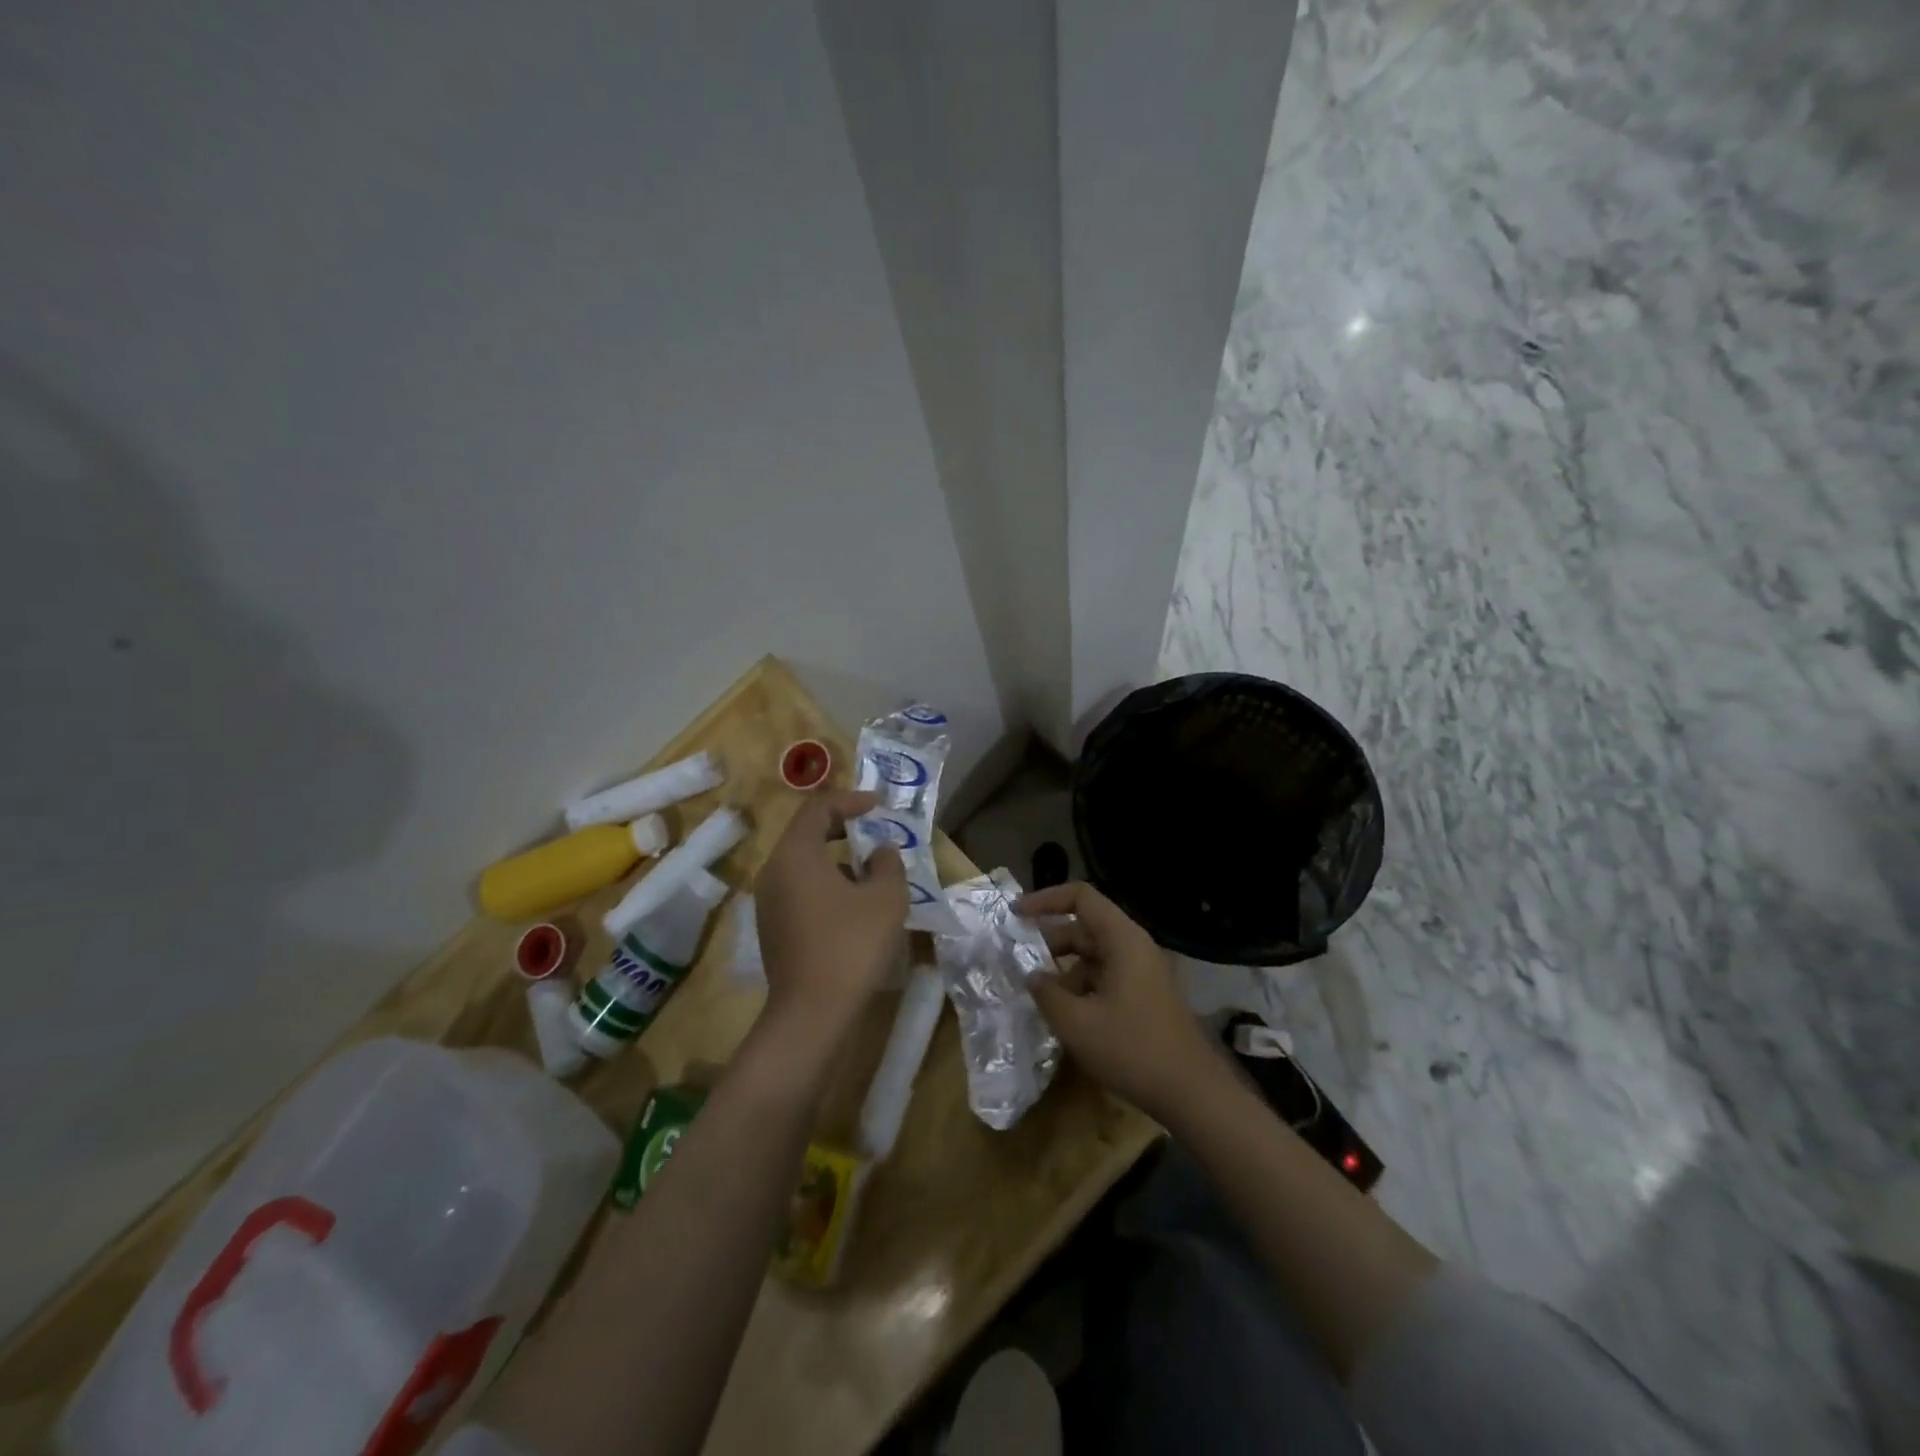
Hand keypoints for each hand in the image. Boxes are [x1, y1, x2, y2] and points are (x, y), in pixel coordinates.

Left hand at [754, 791, 906, 1047]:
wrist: (812, 1013)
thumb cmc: (851, 945)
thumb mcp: (886, 898)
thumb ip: (888, 863)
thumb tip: (880, 853)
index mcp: (795, 854)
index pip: (818, 809)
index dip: (850, 801)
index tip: (878, 805)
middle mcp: (773, 872)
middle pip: (806, 834)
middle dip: (843, 828)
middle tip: (874, 831)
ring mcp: (768, 903)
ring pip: (804, 865)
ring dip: (837, 860)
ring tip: (871, 873)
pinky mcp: (773, 928)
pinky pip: (800, 890)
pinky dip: (827, 885)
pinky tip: (854, 907)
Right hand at [1017, 881, 1216, 1121]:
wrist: (1193, 1093)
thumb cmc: (1133, 1050)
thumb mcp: (1078, 1024)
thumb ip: (1047, 994)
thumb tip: (1031, 976)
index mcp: (1122, 940)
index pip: (1081, 897)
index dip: (1046, 899)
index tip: (1016, 915)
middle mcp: (1134, 947)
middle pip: (1086, 926)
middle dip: (1050, 941)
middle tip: (1018, 960)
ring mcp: (1143, 972)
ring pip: (1094, 955)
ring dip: (1065, 969)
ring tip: (1038, 995)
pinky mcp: (1146, 995)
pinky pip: (1106, 976)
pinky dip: (1082, 986)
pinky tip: (1066, 1014)